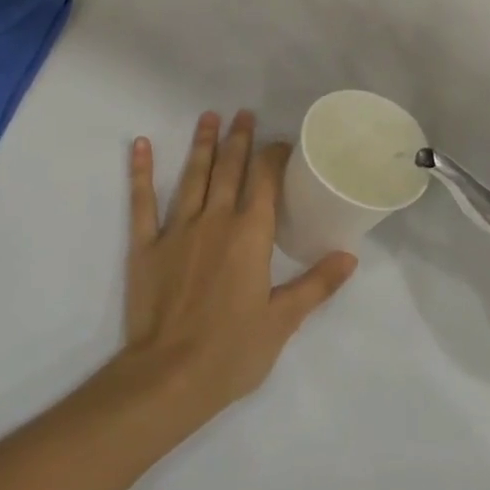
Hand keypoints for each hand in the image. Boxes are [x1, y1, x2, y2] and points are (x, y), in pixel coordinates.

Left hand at [111, 111, 356, 429]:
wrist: (169, 376)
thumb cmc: (232, 351)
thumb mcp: (283, 321)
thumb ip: (317, 284)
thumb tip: (350, 255)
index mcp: (250, 235)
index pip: (266, 182)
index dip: (274, 156)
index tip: (280, 142)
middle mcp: (216, 220)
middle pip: (230, 169)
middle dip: (239, 140)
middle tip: (243, 113)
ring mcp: (177, 229)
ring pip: (193, 176)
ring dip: (202, 145)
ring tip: (209, 117)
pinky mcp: (146, 245)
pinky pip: (142, 201)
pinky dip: (141, 172)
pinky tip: (139, 145)